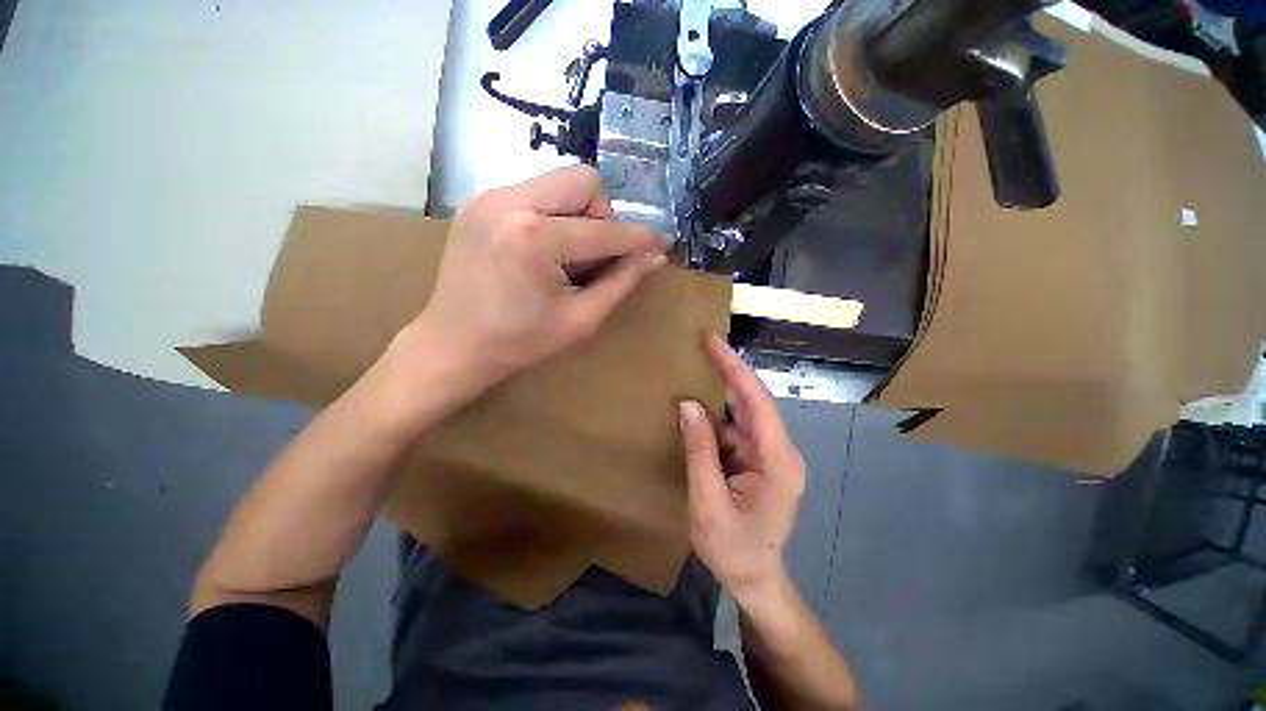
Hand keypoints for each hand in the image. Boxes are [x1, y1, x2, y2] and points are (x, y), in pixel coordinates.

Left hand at [407, 166, 666, 387]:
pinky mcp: (480, 202)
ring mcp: (489, 196)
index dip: (638, 238)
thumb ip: (621, 282)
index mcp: (535, 238)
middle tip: (598, 253)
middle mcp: (509, 201)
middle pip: (583, 181)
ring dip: (579, 215)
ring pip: (559, 183)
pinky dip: (554, 215)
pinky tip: (546, 249)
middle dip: (603, 216)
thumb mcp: (580, 319)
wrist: (453, 345)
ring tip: (570, 254)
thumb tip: (654, 256)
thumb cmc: (520, 342)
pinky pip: (535, 193)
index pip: (605, 229)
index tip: (660, 245)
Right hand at [679, 332, 805, 601]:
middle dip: (728, 371)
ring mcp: (771, 455)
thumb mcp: (707, 503)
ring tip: (696, 366)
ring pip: (743, 413)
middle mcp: (780, 451)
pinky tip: (698, 407)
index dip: (734, 368)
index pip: (756, 402)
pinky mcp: (759, 460)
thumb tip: (688, 405)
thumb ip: (699, 452)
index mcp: (777, 462)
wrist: (755, 579)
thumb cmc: (733, 550)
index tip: (713, 340)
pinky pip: (736, 429)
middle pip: (752, 401)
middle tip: (702, 342)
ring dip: (720, 392)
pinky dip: (717, 416)